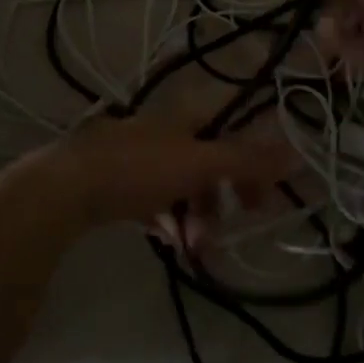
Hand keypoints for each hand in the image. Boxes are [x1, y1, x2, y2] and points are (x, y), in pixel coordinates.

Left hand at [48, 97, 297, 241]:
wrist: (64, 188)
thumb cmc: (138, 169)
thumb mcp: (199, 164)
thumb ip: (247, 160)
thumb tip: (298, 152)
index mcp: (185, 116)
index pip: (234, 132)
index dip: (253, 164)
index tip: (263, 198)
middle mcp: (163, 129)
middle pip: (208, 161)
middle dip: (222, 198)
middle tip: (231, 228)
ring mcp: (137, 154)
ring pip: (180, 184)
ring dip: (195, 215)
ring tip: (194, 246)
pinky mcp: (115, 179)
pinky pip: (153, 198)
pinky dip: (166, 218)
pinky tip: (169, 240)